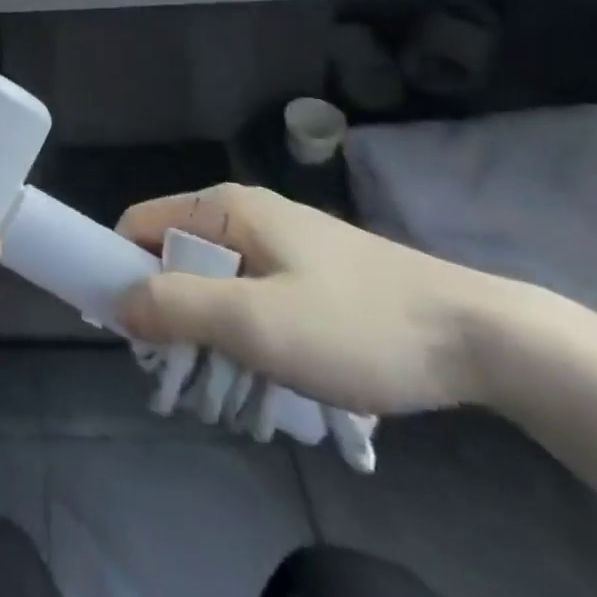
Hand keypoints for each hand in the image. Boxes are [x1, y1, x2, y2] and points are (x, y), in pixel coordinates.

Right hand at [114, 183, 501, 415]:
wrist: (478, 337)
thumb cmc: (356, 324)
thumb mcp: (256, 323)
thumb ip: (177, 308)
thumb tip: (118, 305)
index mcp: (225, 207)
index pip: (139, 224)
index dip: (121, 271)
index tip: (128, 335)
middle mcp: (245, 213)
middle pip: (174, 257)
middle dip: (169, 315)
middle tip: (186, 377)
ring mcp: (280, 242)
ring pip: (213, 284)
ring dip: (209, 334)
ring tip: (232, 389)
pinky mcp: (308, 273)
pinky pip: (249, 297)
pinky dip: (244, 335)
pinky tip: (270, 378)